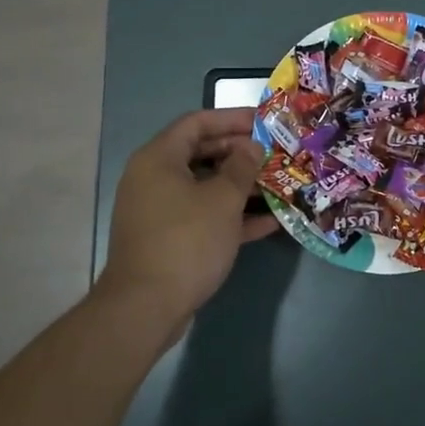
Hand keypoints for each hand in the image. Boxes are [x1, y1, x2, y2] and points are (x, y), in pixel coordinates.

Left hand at [99, 108, 281, 332]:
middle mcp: (154, 178)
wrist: (146, 306)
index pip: (197, 122)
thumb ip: (241, 167)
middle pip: (201, 154)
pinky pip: (202, 216)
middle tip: (275, 154)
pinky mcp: (168, 238)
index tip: (265, 122)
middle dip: (240, 154)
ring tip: (278, 185)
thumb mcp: (222, 199)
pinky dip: (231, 216)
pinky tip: (268, 222)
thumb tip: (251, 148)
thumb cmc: (186, 241)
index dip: (232, 118)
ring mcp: (159, 210)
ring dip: (240, 187)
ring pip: (205, 187)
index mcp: (159, 158)